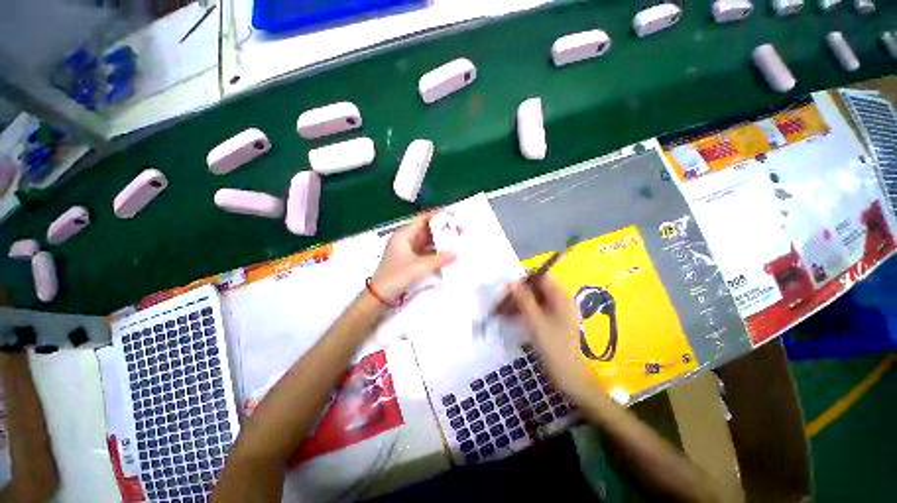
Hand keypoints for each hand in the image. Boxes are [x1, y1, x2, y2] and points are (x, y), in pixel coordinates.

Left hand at [371, 213, 455, 300]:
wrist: (380, 295)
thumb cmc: (396, 276)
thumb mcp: (419, 267)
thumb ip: (438, 259)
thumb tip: (456, 253)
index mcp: (404, 235)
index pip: (422, 219)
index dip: (437, 216)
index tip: (453, 216)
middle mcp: (406, 239)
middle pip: (426, 229)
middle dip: (442, 229)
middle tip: (459, 230)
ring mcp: (408, 250)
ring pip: (427, 241)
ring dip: (440, 240)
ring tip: (456, 240)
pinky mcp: (411, 260)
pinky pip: (426, 251)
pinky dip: (436, 251)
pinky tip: (447, 253)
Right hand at [508, 275, 598, 401]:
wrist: (569, 376)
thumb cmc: (554, 347)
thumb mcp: (536, 321)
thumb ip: (524, 300)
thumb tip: (512, 282)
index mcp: (560, 297)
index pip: (541, 277)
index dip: (524, 279)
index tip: (508, 288)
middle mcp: (559, 301)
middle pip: (535, 289)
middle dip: (517, 293)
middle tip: (501, 301)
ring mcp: (555, 312)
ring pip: (532, 300)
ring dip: (517, 303)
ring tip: (499, 310)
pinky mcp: (550, 322)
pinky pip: (534, 310)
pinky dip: (521, 312)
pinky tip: (508, 317)